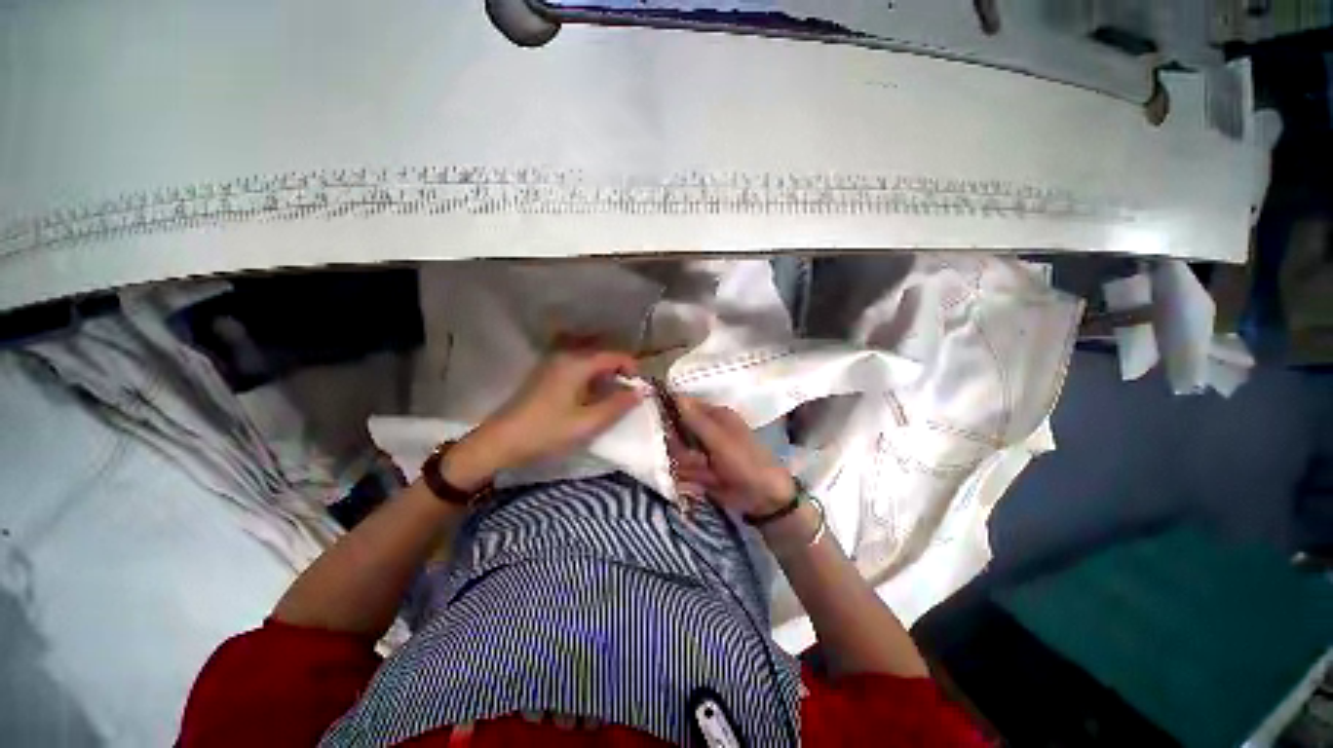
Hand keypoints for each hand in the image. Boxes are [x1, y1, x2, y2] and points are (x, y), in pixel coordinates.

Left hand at [452, 345, 642, 484]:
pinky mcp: (546, 374)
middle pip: (603, 356)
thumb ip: (617, 405)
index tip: (640, 389)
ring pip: (590, 363)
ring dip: (605, 377)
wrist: (501, 441)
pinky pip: (577, 368)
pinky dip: (591, 379)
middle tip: (628, 395)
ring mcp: (553, 363)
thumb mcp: (587, 423)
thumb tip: (640, 391)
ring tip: (612, 399)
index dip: (632, 369)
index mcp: (577, 363)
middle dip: (620, 372)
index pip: (615, 356)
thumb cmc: (546, 432)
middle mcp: (566, 356)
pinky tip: (590, 398)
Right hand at [671, 397, 795, 515]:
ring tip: (706, 473)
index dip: (670, 412)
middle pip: (677, 433)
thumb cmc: (745, 462)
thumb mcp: (720, 440)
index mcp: (715, 416)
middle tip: (695, 458)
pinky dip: (689, 478)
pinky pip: (683, 470)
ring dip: (687, 465)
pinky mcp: (700, 470)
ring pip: (678, 454)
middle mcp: (706, 431)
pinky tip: (704, 482)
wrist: (763, 498)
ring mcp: (702, 452)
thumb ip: (697, 420)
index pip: (684, 406)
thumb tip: (675, 395)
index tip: (658, 423)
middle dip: (680, 447)